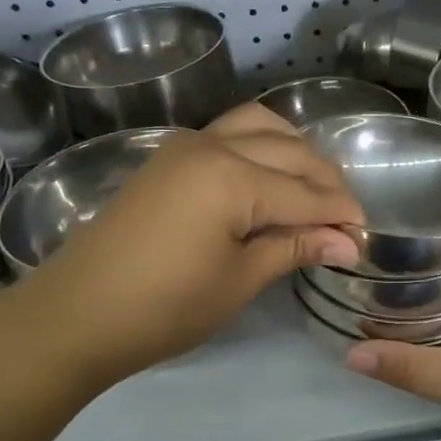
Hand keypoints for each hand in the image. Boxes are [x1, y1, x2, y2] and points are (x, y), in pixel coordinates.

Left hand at [11, 104, 364, 390]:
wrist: (75, 314)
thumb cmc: (164, 307)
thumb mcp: (239, 281)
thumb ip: (295, 248)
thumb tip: (348, 242)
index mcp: (233, 178)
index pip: (307, 194)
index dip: (341, 216)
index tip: (365, 239)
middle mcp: (214, 146)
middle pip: (291, 152)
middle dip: (326, 183)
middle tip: (345, 221)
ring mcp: (187, 145)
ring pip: (260, 126)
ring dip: (295, 151)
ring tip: (313, 188)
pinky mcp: (169, 157)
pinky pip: (230, 132)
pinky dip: (262, 144)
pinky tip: (271, 175)